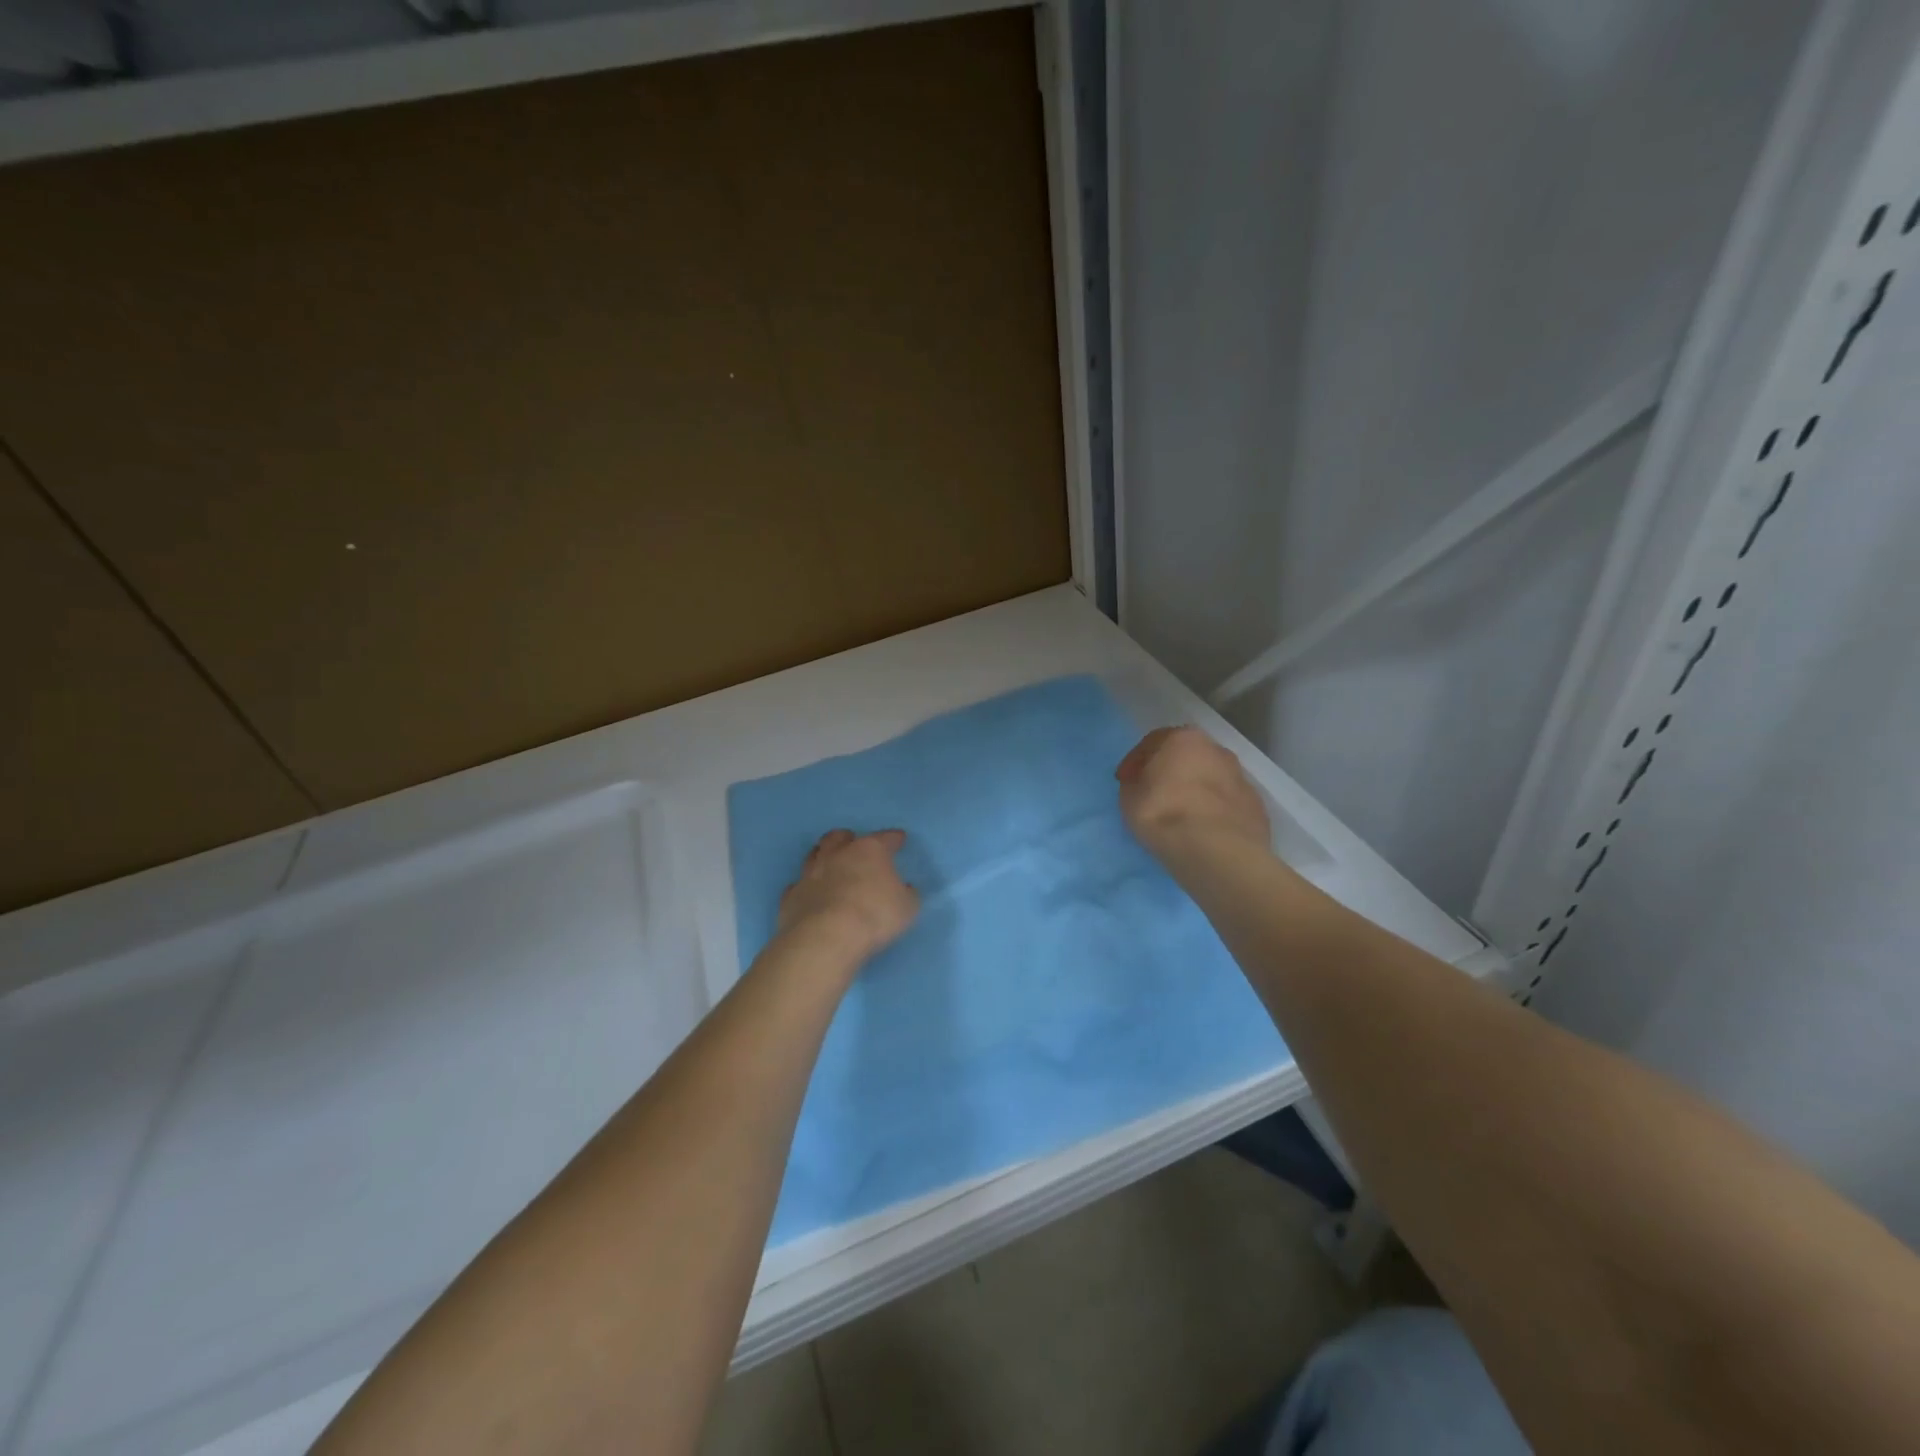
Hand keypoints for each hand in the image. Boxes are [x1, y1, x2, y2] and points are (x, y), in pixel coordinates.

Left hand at [776, 829, 919, 963]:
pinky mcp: (791, 896)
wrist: (826, 938)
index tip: (899, 839)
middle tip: (854, 846)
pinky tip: (811, 896)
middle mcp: (837, 854)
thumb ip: (907, 894)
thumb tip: (904, 888)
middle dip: (848, 839)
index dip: (894, 838)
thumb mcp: (907, 907)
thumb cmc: (875, 916)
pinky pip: (798, 886)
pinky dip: (806, 888)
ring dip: (823, 857)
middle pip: (840, 837)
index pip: (885, 838)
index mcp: (869, 851)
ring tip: (830, 866)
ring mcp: (810, 874)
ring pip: (814, 855)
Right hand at [1115, 727, 1269, 863]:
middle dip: (1170, 772)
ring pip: (1211, 779)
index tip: (1125, 782)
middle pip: (1187, 757)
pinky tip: (1204, 830)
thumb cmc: (1165, 814)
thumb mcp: (1129, 798)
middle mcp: (1216, 750)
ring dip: (1196, 791)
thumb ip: (1134, 784)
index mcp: (1184, 739)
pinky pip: (1227, 803)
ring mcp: (1241, 778)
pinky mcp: (1256, 806)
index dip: (1135, 762)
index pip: (1152, 742)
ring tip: (1181, 815)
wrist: (1217, 851)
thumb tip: (1142, 784)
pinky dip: (1214, 811)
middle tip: (1154, 794)